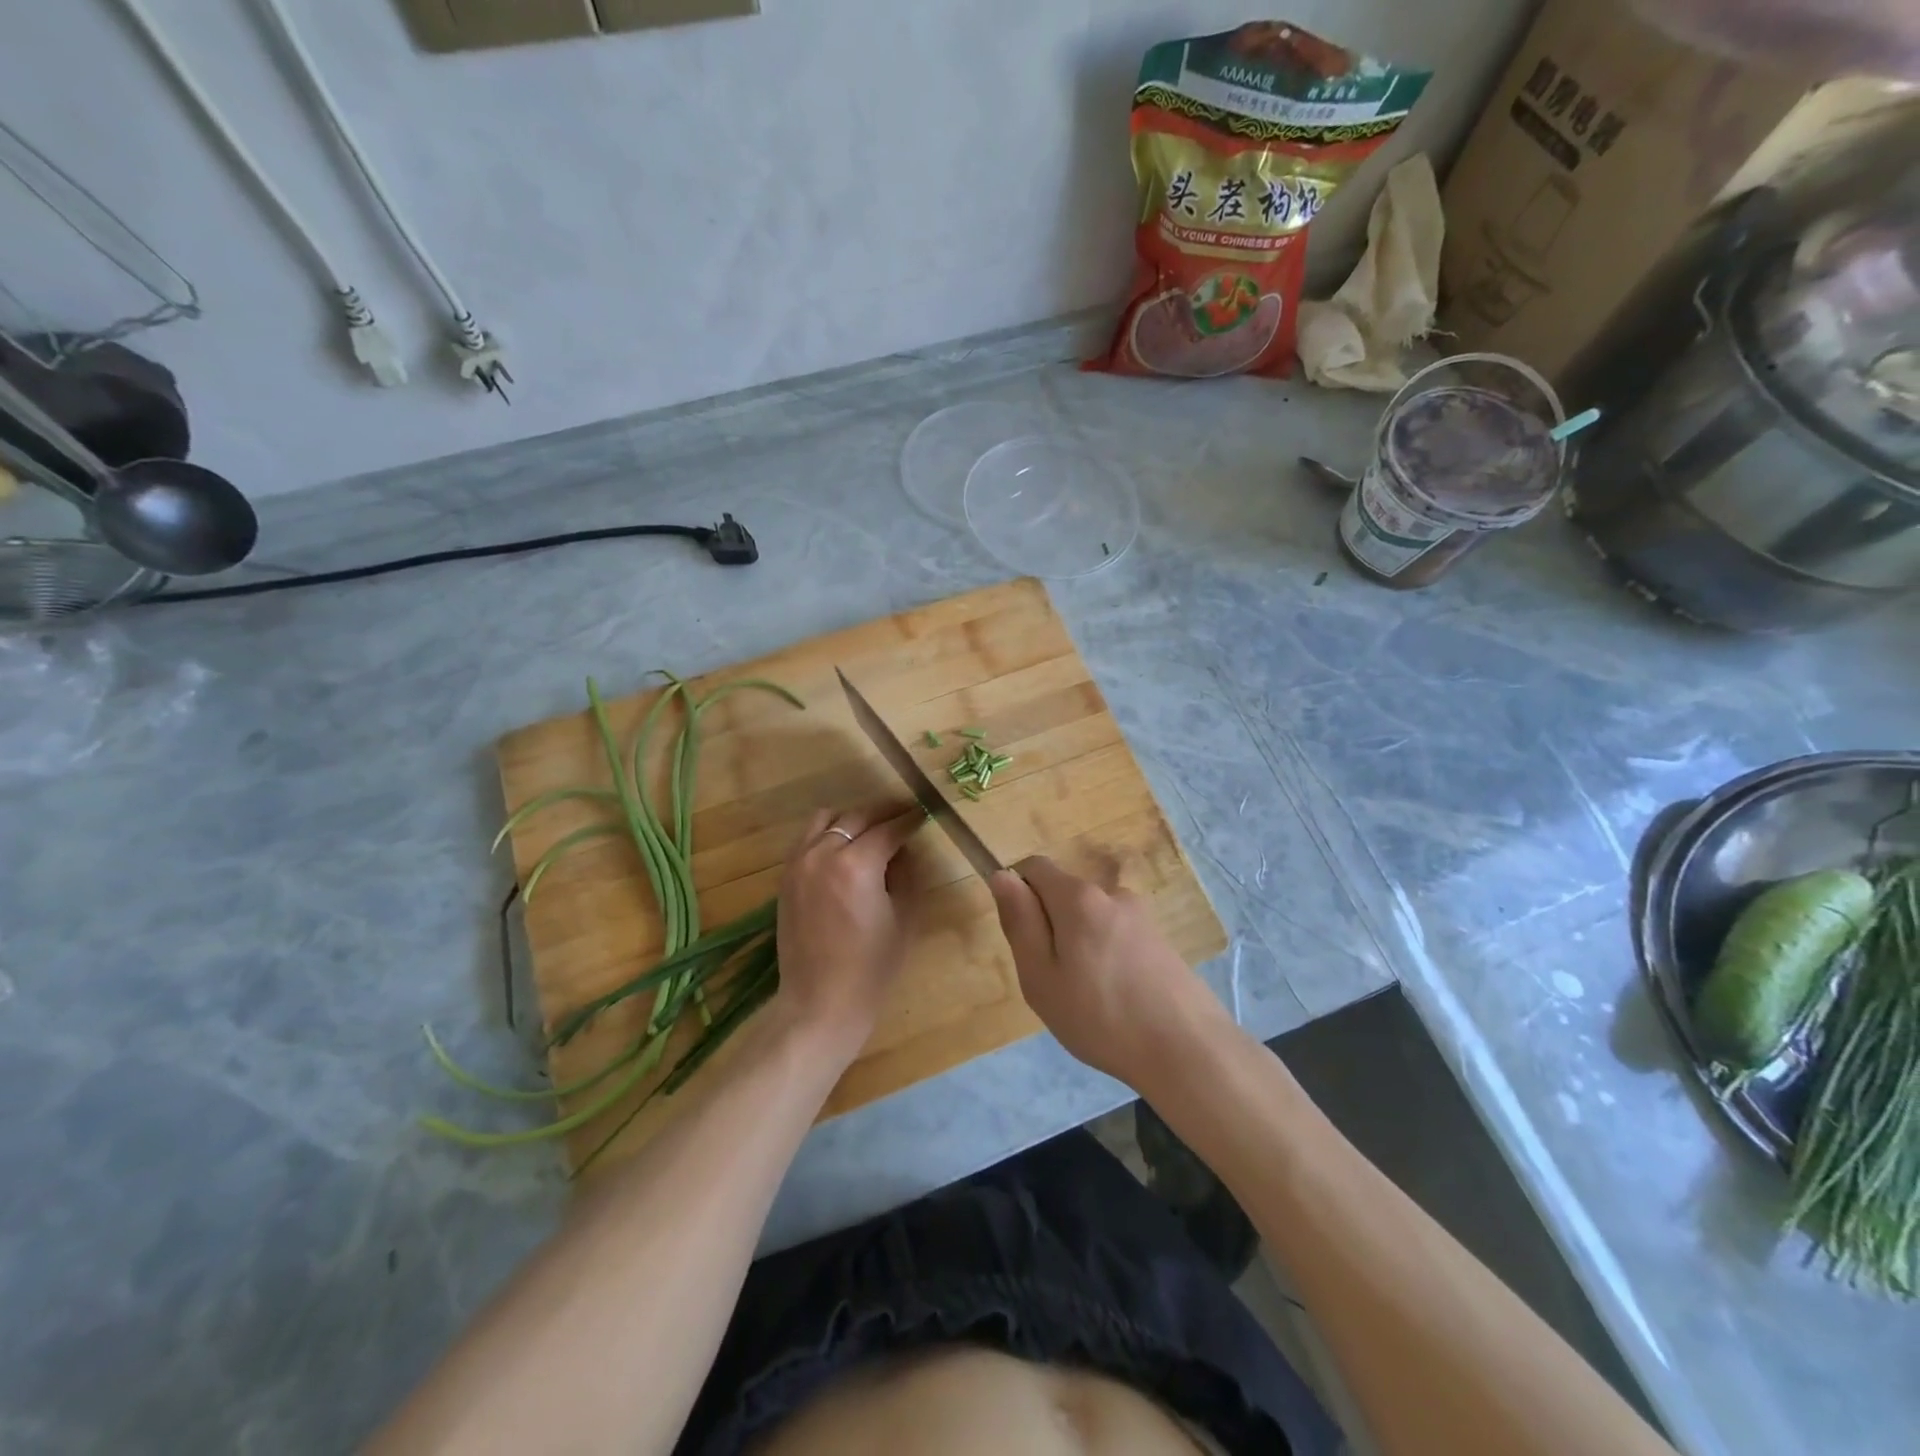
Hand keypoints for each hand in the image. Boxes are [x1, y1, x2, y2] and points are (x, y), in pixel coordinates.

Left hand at [773, 806, 925, 1064]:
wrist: (820, 1002)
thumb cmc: (872, 967)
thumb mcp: (904, 917)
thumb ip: (906, 872)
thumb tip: (904, 848)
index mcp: (857, 864)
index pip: (889, 828)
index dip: (910, 819)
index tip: (925, 813)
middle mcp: (823, 853)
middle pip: (857, 816)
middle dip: (885, 812)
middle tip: (905, 813)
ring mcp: (799, 863)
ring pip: (826, 819)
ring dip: (852, 818)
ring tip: (872, 828)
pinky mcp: (786, 877)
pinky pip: (807, 838)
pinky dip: (828, 833)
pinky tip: (844, 846)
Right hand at [989, 856, 1224, 1087]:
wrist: (1187, 1050)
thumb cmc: (1101, 1016)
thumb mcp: (1041, 976)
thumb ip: (1020, 922)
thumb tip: (1003, 875)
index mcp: (1079, 897)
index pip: (1035, 867)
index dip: (1019, 894)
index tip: (1023, 940)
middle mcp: (1112, 894)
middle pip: (1064, 895)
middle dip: (1050, 927)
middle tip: (1053, 980)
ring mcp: (1142, 917)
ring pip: (1091, 919)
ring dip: (1079, 945)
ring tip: (1087, 998)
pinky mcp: (1161, 941)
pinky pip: (1117, 937)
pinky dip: (1106, 958)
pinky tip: (1117, 1000)